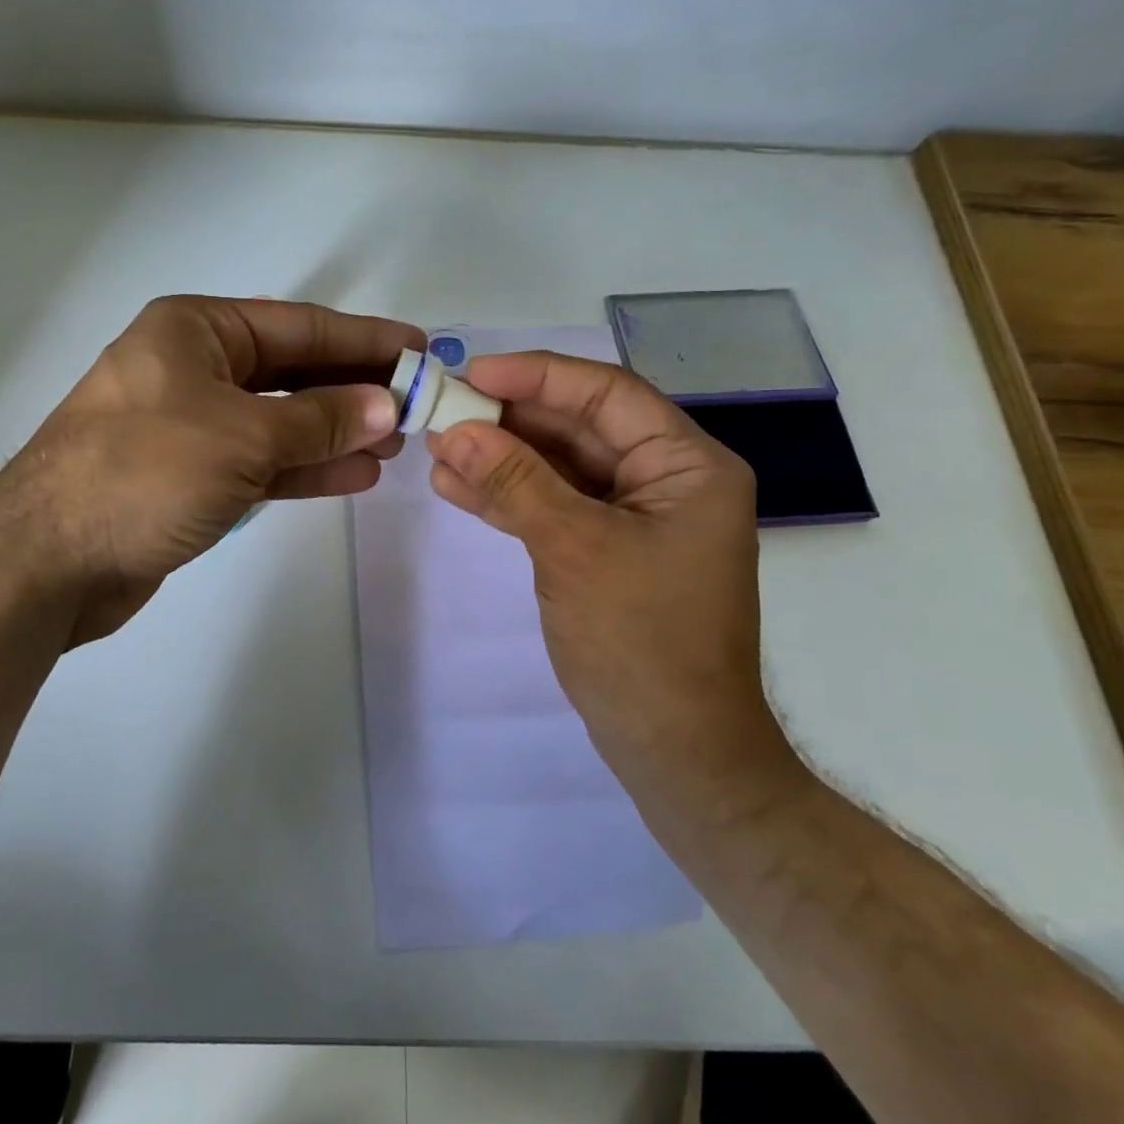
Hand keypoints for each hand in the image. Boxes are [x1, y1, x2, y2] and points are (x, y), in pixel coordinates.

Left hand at [0, 295, 422, 644]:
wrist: (48, 561)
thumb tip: (385, 405)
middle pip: (292, 372)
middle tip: (415, 405)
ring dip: (336, 432)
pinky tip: (355, 474)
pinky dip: (305, 467)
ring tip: (394, 444)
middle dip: (353, 389)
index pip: (298, 326)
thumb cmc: (144, 473)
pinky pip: (261, 462)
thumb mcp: (242, 437)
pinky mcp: (190, 476)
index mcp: (195, 331)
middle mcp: (193, 369)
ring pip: (280, 421)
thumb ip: (319, 420)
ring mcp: (191, 425)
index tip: (418, 348)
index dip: (363, 339)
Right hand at [426, 352, 800, 812]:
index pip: (606, 394)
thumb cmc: (642, 640)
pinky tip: (456, 486)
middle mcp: (664, 480)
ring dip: (499, 457)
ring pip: (557, 467)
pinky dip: (507, 497)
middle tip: (444, 409)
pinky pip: (551, 506)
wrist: (674, 749)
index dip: (538, 376)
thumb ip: (515, 482)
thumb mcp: (574, 548)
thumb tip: (457, 430)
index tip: (474, 374)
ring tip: (437, 447)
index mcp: (686, 465)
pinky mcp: (603, 550)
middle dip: (509, 419)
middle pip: (578, 427)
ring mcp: (632, 517)